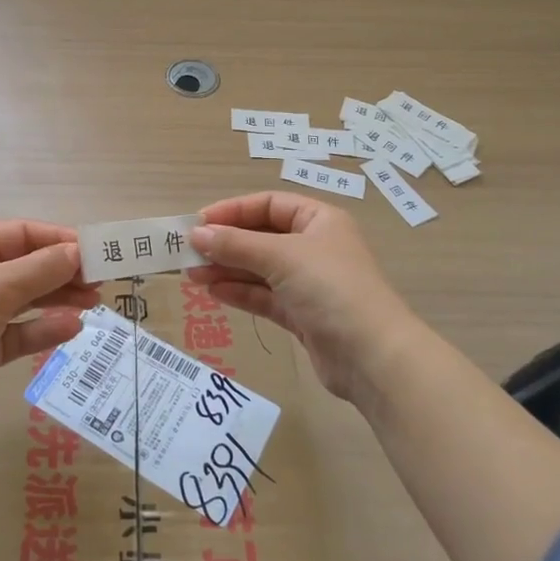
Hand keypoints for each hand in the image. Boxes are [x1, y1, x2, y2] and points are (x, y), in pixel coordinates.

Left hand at [0, 220, 99, 438]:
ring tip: (94, 303)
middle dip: (63, 271)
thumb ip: (40, 269)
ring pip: (29, 299)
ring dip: (60, 299)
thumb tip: (79, 251)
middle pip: (28, 266)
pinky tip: (72, 329)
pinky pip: (24, 332)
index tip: (94, 250)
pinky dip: (46, 329)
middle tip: (100, 280)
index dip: (57, 239)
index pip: (21, 234)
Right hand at [189, 192, 418, 401]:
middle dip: (225, 243)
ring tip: (191, 274)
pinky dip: (240, 292)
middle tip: (187, 252)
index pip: (269, 205)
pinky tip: (213, 292)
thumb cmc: (330, 289)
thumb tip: (196, 234)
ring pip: (259, 269)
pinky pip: (264, 296)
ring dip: (227, 269)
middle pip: (261, 237)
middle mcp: (314, 247)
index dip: (233, 210)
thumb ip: (236, 244)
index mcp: (318, 221)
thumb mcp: (281, 257)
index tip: (199, 223)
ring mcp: (308, 283)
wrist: (372, 355)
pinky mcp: (302, 315)